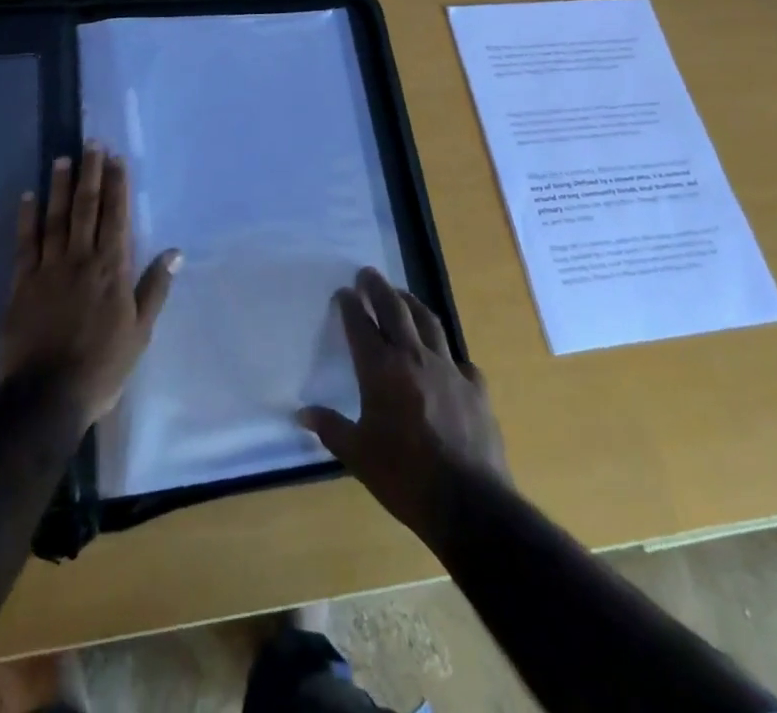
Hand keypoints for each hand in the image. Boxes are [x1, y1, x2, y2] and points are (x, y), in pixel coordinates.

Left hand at [0, 145, 180, 429]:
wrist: (47, 395)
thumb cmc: (102, 366)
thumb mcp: (140, 332)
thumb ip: (154, 288)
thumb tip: (175, 252)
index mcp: (112, 270)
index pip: (116, 217)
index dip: (117, 186)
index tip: (117, 159)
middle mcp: (81, 259)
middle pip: (87, 208)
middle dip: (91, 174)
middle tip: (92, 144)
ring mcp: (49, 268)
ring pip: (56, 218)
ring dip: (60, 186)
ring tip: (63, 159)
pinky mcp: (22, 283)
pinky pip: (25, 243)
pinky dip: (26, 218)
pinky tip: (28, 197)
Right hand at [299, 268, 509, 549]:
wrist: (469, 503)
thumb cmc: (404, 477)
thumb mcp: (358, 455)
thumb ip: (330, 428)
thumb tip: (301, 413)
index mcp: (381, 369)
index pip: (360, 325)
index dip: (350, 304)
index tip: (343, 291)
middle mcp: (414, 357)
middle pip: (395, 309)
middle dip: (378, 288)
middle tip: (368, 273)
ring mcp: (449, 369)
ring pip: (429, 322)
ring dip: (412, 304)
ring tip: (402, 295)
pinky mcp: (476, 388)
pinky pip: (459, 359)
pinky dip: (447, 353)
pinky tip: (446, 359)